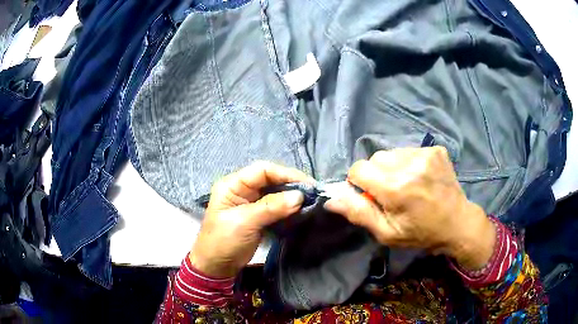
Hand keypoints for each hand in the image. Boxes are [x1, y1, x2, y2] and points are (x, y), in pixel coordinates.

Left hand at [190, 162, 313, 277]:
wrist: (216, 266)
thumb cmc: (223, 241)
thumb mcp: (245, 222)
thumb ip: (271, 207)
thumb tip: (300, 196)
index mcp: (233, 185)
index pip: (262, 170)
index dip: (285, 174)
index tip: (307, 184)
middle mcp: (242, 190)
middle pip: (270, 179)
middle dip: (291, 184)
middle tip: (312, 193)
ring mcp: (250, 203)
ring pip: (275, 192)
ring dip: (291, 196)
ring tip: (310, 201)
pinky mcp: (258, 216)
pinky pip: (276, 206)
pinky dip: (288, 207)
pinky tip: (300, 210)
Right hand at [324, 147, 495, 270]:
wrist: (458, 223)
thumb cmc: (421, 233)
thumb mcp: (387, 232)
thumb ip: (359, 213)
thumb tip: (330, 199)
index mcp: (395, 188)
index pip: (358, 169)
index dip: (359, 183)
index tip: (371, 196)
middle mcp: (409, 164)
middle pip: (375, 158)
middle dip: (376, 175)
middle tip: (391, 193)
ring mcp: (425, 154)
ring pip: (391, 153)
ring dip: (392, 167)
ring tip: (407, 184)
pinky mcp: (435, 150)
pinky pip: (409, 150)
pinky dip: (408, 163)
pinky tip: (420, 177)